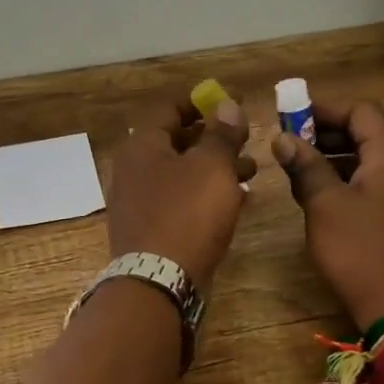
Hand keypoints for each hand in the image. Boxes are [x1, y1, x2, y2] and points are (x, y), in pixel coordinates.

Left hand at [106, 91, 254, 287]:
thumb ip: (222, 134)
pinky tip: (235, 201)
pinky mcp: (150, 228)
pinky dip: (205, 194)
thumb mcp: (212, 167)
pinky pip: (180, 200)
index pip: (167, 107)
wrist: (159, 282)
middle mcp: (134, 168)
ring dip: (214, 168)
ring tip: (250, 172)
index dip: (199, 101)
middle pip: (175, 140)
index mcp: (142, 145)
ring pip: (181, 172)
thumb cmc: (187, 214)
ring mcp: (139, 201)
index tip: (228, 103)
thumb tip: (227, 105)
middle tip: (244, 140)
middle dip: (212, 138)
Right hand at [272, 99, 383, 328]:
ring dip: (339, 161)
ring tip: (302, 176)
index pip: (361, 110)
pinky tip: (328, 202)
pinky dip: (355, 182)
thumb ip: (305, 166)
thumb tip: (283, 138)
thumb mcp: (325, 205)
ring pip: (376, 161)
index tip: (290, 119)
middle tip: (291, 148)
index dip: (324, 110)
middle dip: (328, 135)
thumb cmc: (362, 252)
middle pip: (370, 133)